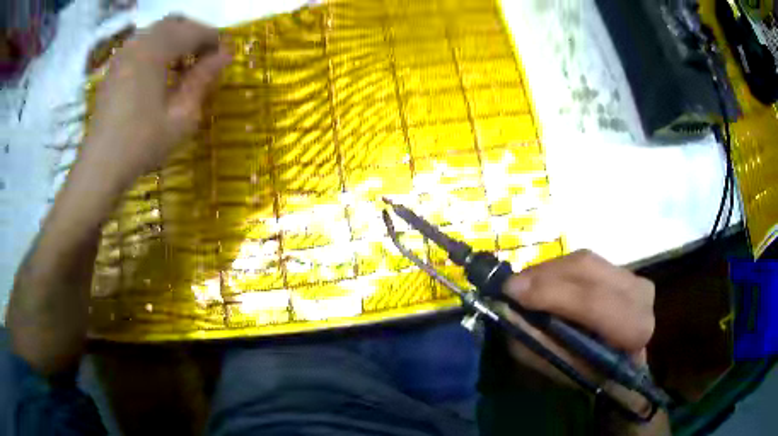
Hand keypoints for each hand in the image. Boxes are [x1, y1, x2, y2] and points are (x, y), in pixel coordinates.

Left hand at [80, 16, 230, 189]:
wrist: (100, 167)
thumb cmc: (142, 144)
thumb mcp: (181, 116)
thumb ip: (202, 79)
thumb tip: (225, 55)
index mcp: (155, 50)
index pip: (193, 31)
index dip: (214, 40)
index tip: (224, 57)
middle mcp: (138, 43)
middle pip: (175, 24)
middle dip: (194, 36)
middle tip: (203, 61)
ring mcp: (123, 54)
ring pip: (157, 32)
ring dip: (175, 41)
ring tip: (182, 69)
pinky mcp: (114, 67)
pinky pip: (141, 45)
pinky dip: (157, 49)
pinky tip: (159, 74)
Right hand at [502, 250, 655, 386]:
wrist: (625, 363)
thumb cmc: (596, 376)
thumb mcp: (566, 371)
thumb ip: (541, 345)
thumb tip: (510, 314)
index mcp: (634, 328)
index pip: (594, 302)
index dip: (552, 294)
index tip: (512, 292)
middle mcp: (640, 294)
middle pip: (587, 270)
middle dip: (544, 276)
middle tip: (509, 286)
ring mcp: (633, 276)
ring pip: (583, 260)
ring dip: (547, 271)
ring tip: (521, 285)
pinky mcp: (622, 269)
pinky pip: (584, 261)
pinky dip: (557, 270)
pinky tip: (541, 281)